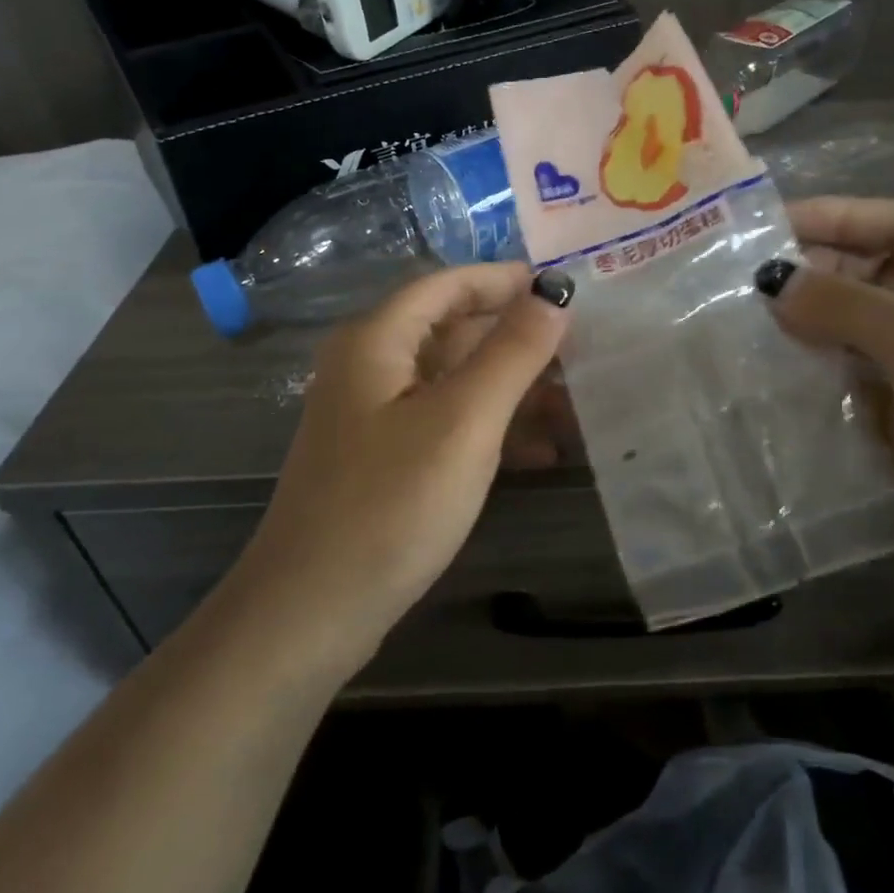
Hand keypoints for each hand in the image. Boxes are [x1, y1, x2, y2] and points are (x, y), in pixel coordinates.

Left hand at [232, 264, 572, 664]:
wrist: (312, 611)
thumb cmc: (391, 505)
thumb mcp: (464, 422)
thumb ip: (512, 353)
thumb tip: (554, 296)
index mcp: (377, 340)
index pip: (447, 285)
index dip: (504, 281)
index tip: (562, 289)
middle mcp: (370, 366)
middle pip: (453, 330)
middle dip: (517, 340)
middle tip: (581, 353)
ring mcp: (374, 415)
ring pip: (455, 380)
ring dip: (512, 388)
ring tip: (573, 407)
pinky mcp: (384, 458)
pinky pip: (446, 422)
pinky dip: (491, 428)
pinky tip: (539, 454)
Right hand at [761, 197, 893, 603]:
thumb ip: (849, 307)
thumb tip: (772, 281)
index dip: (836, 217)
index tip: (766, 224)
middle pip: (871, 274)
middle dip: (813, 272)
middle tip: (741, 279)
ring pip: (853, 328)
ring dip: (806, 322)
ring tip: (741, 320)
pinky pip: (849, 377)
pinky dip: (812, 370)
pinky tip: (768, 368)